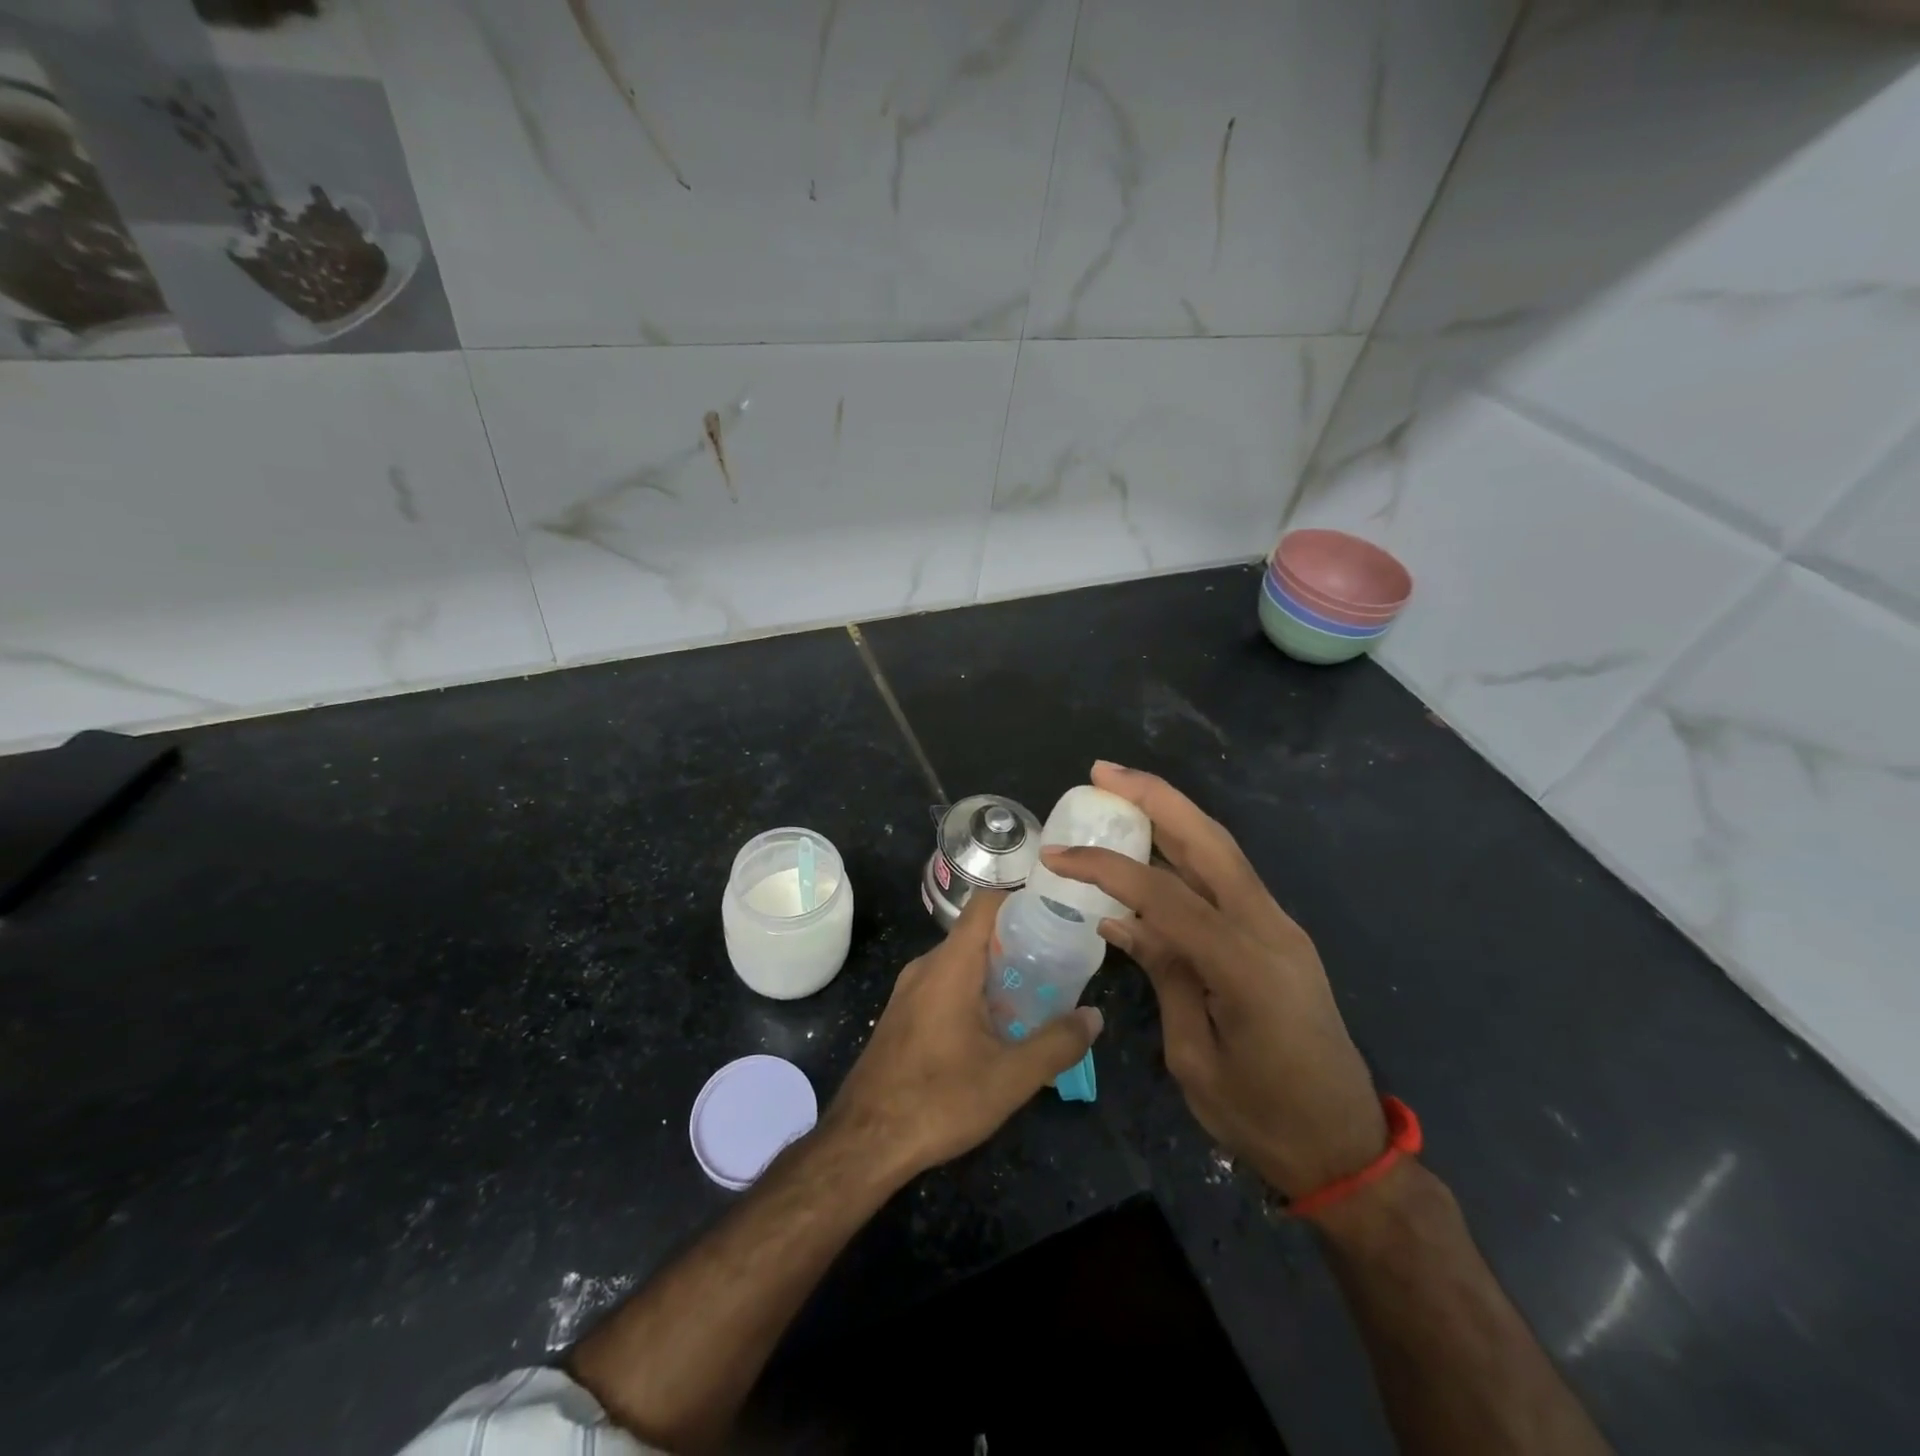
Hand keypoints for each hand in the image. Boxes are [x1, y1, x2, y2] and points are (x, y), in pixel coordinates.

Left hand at [825, 889, 1102, 1180]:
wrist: (864, 1141)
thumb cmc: (939, 1100)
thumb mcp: (1010, 1077)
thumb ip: (1057, 1044)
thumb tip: (1094, 1016)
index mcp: (950, 965)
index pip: (986, 904)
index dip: (1021, 899)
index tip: (1055, 912)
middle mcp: (926, 967)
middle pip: (977, 934)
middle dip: (1018, 944)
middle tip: (1058, 963)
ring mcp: (908, 991)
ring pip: (960, 964)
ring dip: (996, 973)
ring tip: (1035, 996)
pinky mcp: (902, 1016)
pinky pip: (944, 986)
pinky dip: (974, 992)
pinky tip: (995, 1028)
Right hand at [1042, 762, 1385, 1197]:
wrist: (1345, 1148)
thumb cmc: (1262, 1118)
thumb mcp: (1194, 1056)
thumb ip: (1165, 975)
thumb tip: (1121, 921)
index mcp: (1245, 966)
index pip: (1164, 895)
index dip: (1106, 868)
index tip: (1056, 856)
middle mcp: (1271, 929)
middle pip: (1209, 842)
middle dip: (1155, 798)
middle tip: (1103, 772)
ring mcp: (1282, 928)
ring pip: (1223, 851)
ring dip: (1173, 814)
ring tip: (1123, 791)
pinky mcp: (1280, 935)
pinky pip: (1228, 879)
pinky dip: (1188, 852)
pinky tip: (1155, 848)